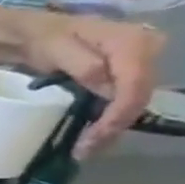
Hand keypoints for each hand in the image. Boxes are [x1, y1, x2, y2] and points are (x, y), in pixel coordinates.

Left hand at [24, 13, 165, 155]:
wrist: (36, 33)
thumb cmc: (44, 39)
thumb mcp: (58, 50)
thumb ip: (86, 67)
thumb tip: (109, 89)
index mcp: (133, 42)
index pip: (136, 84)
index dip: (118, 114)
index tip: (95, 137)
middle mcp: (148, 50)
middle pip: (140, 96)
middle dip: (114, 126)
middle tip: (85, 150)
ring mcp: (140, 63)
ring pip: (135, 102)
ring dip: (112, 127)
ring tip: (85, 148)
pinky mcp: (128, 75)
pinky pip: (125, 100)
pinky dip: (109, 119)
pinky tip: (92, 135)